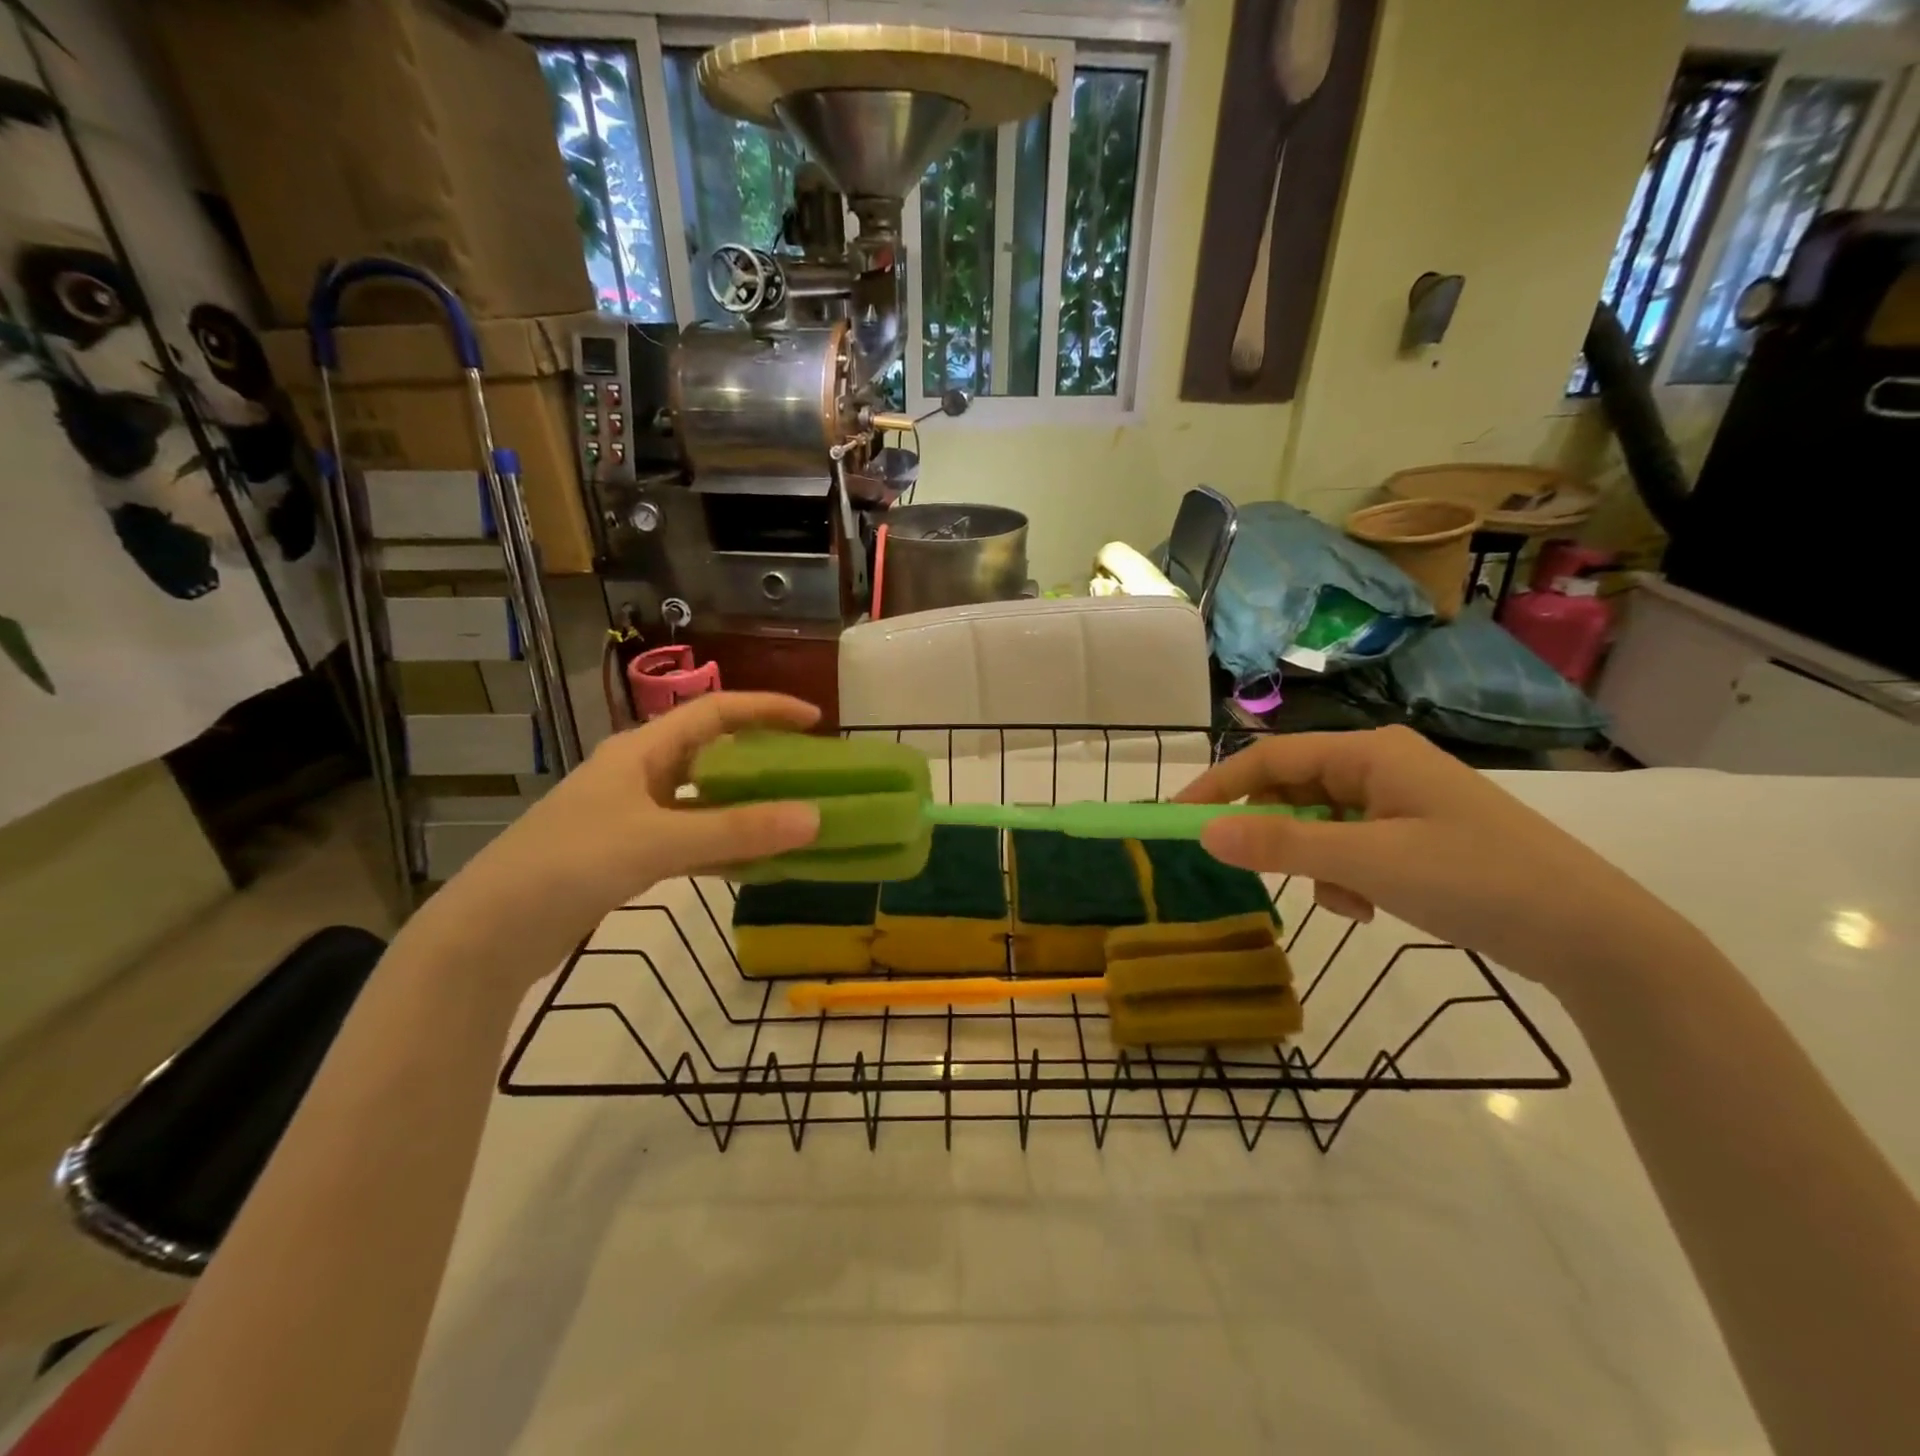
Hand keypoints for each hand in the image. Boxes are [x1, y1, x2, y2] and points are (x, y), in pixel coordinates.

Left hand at [430, 694, 821, 973]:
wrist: (487, 936)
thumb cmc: (568, 866)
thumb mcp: (657, 842)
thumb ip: (736, 830)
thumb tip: (815, 818)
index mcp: (641, 750)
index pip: (715, 711)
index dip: (766, 708)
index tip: (815, 720)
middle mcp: (639, 774)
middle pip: (714, 753)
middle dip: (763, 758)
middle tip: (810, 773)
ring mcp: (633, 816)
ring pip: (705, 800)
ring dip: (747, 808)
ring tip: (795, 818)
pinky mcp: (628, 855)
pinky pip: (692, 839)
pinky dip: (725, 846)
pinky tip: (756, 864)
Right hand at [1178, 727, 1680, 988]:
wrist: (1596, 936)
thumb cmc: (1478, 880)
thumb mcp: (1369, 863)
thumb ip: (1283, 846)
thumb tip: (1205, 832)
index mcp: (1370, 753)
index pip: (1270, 757)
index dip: (1218, 786)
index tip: (1177, 820)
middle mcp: (1381, 766)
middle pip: (1293, 788)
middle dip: (1274, 833)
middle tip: (1254, 870)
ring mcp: (1401, 801)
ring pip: (1320, 822)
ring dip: (1314, 861)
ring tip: (1344, 900)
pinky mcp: (1417, 835)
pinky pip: (1351, 845)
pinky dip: (1344, 875)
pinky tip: (1369, 907)